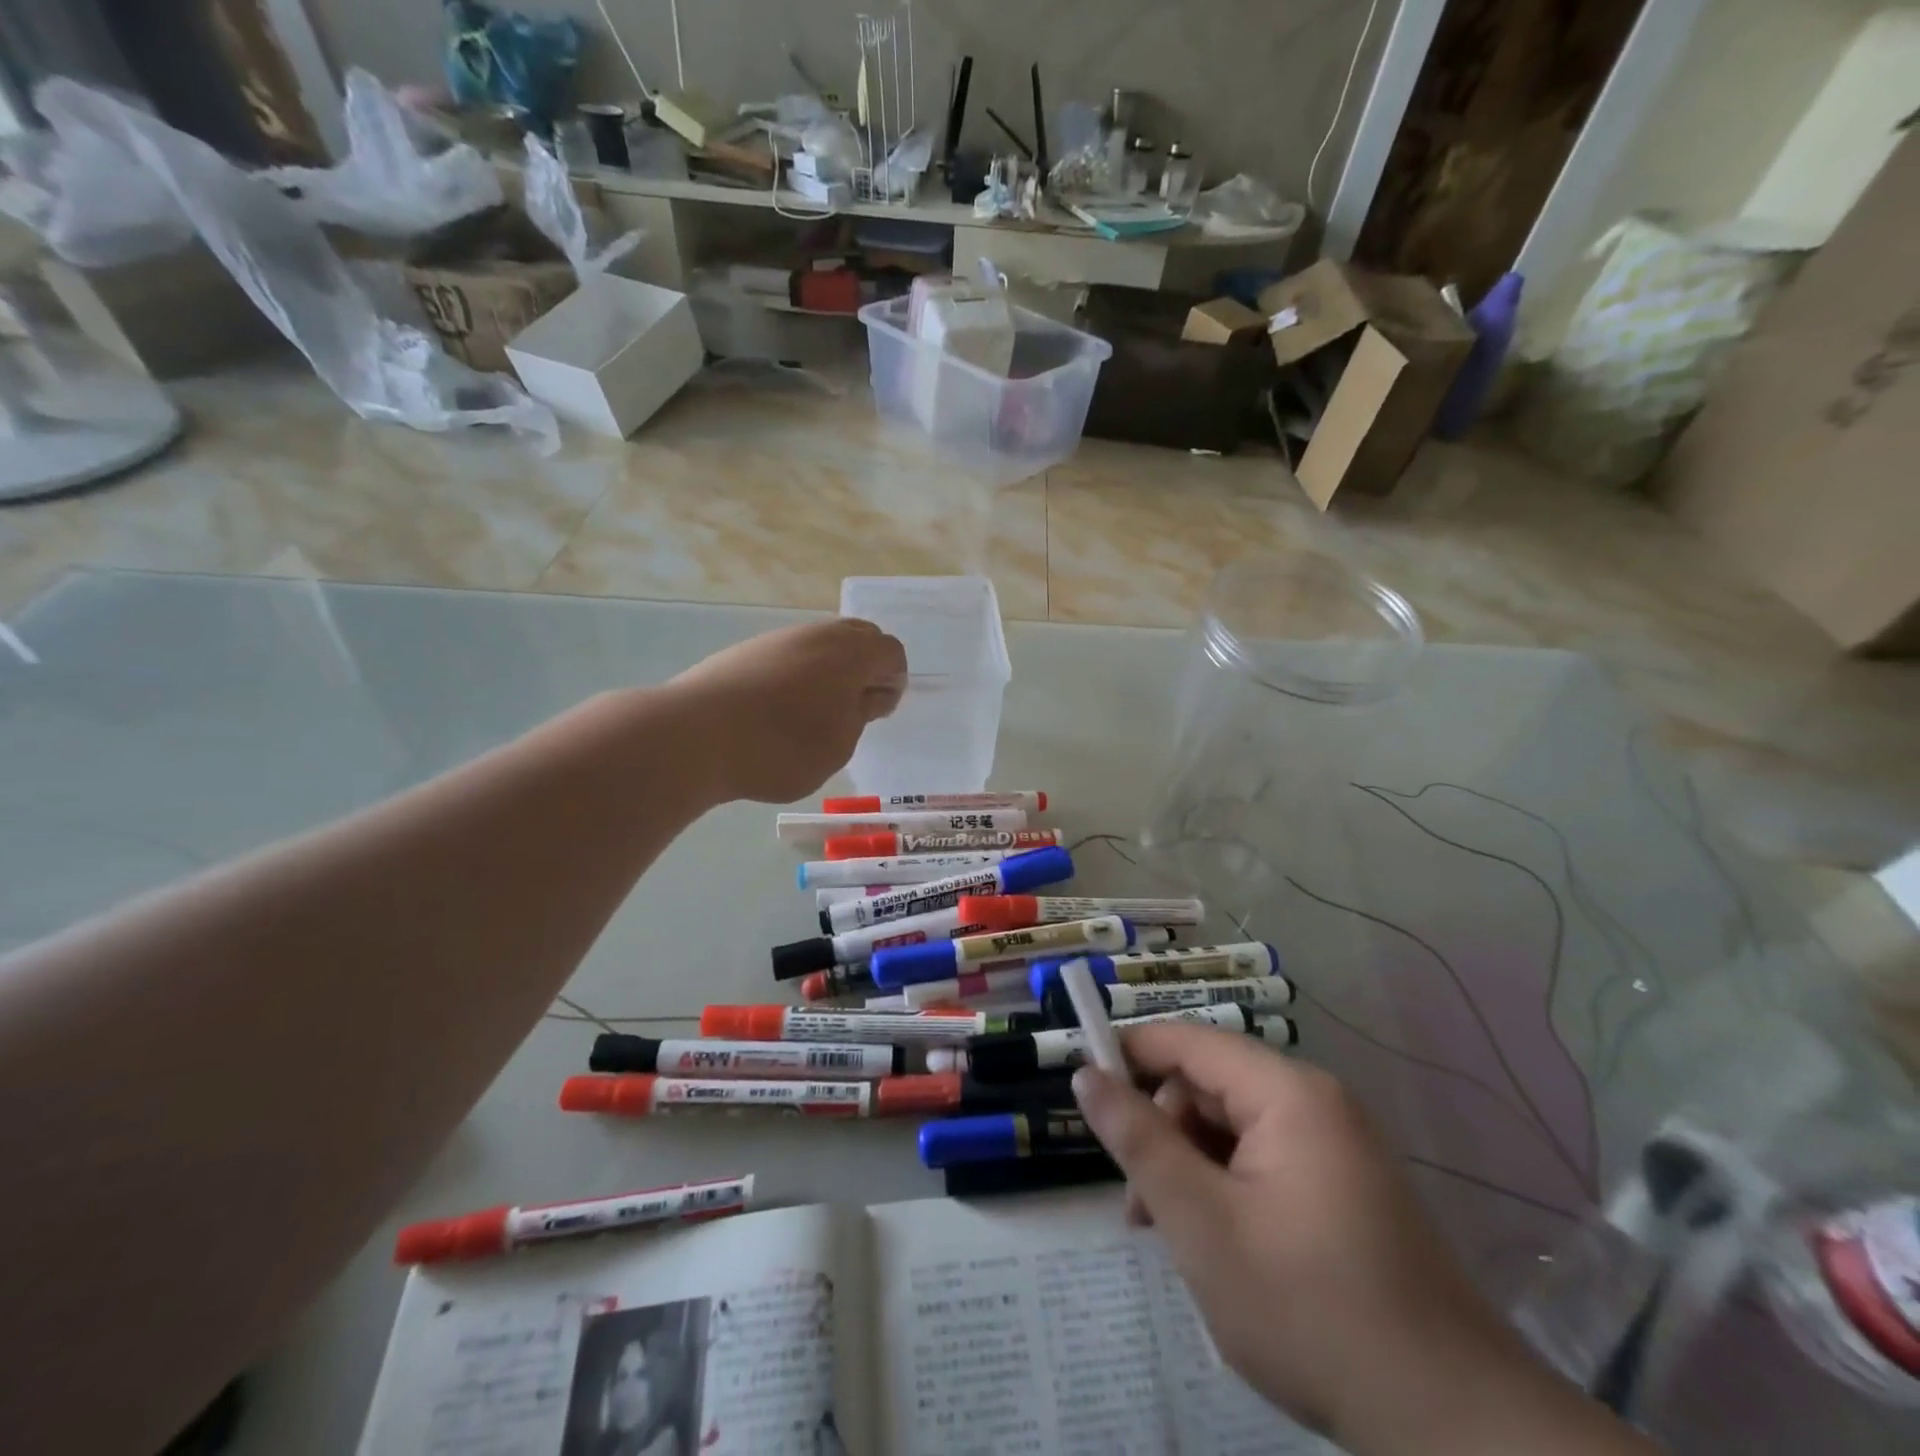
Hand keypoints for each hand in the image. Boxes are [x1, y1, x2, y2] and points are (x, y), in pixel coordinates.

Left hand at [665, 618, 906, 804]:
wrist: (693, 736)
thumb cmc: (781, 747)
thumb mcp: (838, 744)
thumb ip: (860, 714)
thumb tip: (868, 695)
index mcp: (850, 653)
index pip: (891, 652)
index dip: (893, 682)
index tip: (878, 714)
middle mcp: (817, 634)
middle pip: (859, 637)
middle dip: (865, 669)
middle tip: (853, 709)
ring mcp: (778, 638)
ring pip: (820, 644)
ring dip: (829, 671)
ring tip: (814, 713)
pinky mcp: (746, 651)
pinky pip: (788, 655)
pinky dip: (797, 675)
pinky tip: (778, 710)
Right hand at [1073, 1028, 1643, 1455]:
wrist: (1451, 1426)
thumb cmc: (1309, 1309)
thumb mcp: (1201, 1222)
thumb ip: (1138, 1140)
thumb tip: (1086, 1075)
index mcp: (1288, 1093)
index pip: (1188, 1041)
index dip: (1129, 1054)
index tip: (1084, 1089)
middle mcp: (1316, 1103)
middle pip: (1210, 1085)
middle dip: (1163, 1132)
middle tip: (1138, 1204)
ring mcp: (1337, 1146)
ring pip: (1233, 1127)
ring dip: (1191, 1166)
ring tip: (1170, 1235)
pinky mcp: (1346, 1188)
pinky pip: (1265, 1160)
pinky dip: (1228, 1187)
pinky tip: (1218, 1244)